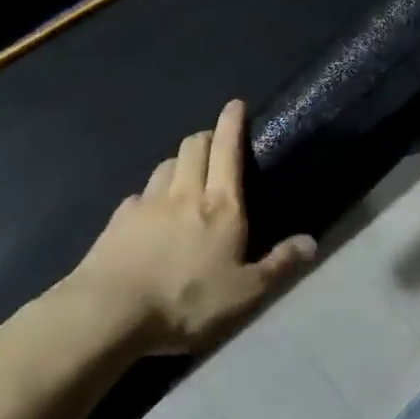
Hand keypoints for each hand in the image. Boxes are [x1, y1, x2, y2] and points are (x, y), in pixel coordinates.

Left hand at [69, 101, 316, 353]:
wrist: (108, 313)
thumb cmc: (186, 301)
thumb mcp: (244, 294)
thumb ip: (279, 265)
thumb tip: (311, 242)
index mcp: (221, 206)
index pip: (227, 150)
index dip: (232, 123)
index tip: (236, 104)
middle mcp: (185, 193)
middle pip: (194, 146)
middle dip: (206, 137)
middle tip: (216, 146)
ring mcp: (147, 203)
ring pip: (166, 165)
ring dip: (180, 162)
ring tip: (186, 177)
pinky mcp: (118, 220)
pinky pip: (140, 194)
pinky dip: (151, 194)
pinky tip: (151, 213)